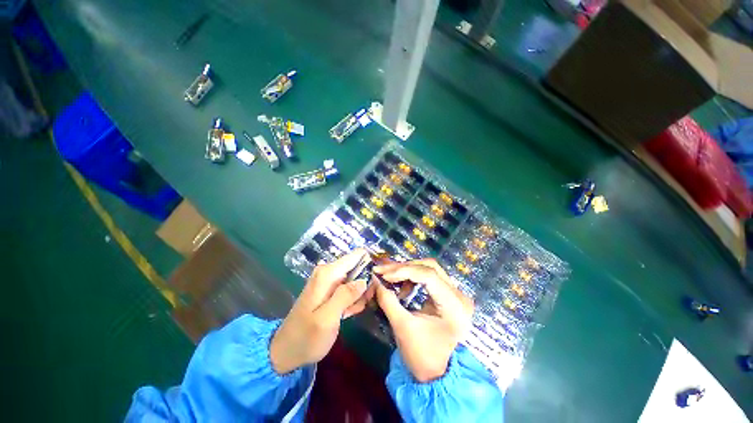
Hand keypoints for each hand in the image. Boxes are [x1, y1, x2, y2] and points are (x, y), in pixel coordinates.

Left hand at [270, 249, 375, 373]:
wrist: (286, 351)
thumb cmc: (306, 337)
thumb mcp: (327, 319)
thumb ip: (345, 296)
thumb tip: (364, 279)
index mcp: (328, 273)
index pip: (356, 256)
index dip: (370, 264)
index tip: (379, 279)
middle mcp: (329, 272)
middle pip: (358, 267)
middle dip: (366, 282)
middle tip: (367, 301)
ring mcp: (329, 282)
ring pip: (356, 279)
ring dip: (361, 294)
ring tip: (354, 310)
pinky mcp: (330, 291)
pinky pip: (349, 289)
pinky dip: (353, 299)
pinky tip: (349, 312)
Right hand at [374, 259, 473, 382]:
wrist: (436, 373)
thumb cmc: (421, 356)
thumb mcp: (402, 327)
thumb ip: (387, 300)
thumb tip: (374, 279)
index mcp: (454, 306)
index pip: (428, 275)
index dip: (403, 271)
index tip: (383, 274)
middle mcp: (459, 295)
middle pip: (430, 267)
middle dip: (404, 267)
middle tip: (384, 271)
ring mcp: (455, 293)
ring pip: (429, 268)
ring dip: (407, 270)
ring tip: (390, 279)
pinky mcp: (448, 294)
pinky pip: (429, 276)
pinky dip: (413, 277)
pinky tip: (403, 288)